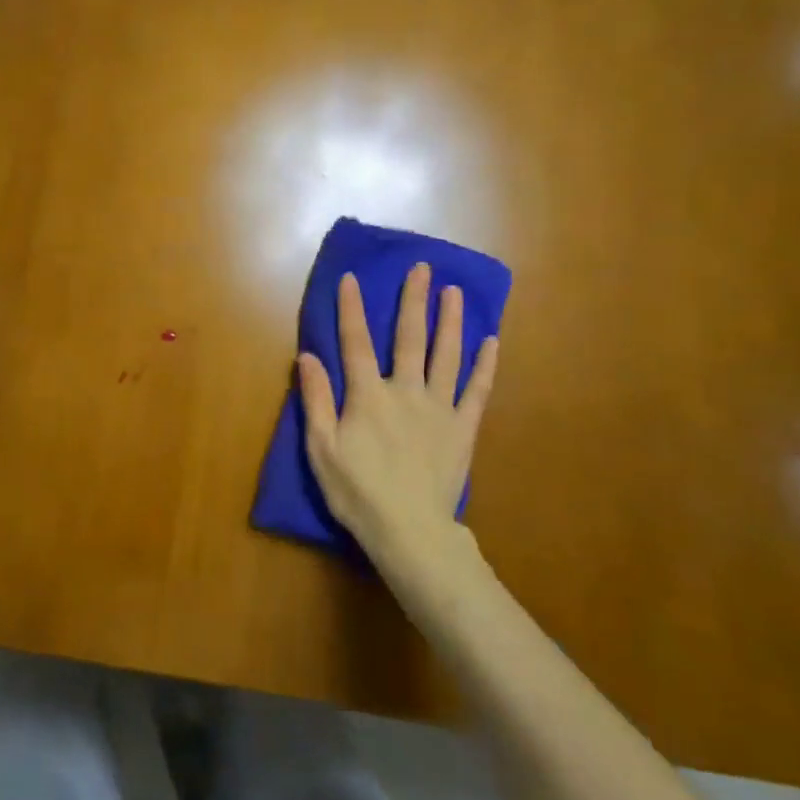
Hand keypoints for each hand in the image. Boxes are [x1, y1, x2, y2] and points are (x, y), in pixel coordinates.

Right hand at [297, 264, 498, 613]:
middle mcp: (405, 391)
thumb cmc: (358, 492)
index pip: (356, 343)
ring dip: (450, 321)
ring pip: (446, 355)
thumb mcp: (321, 449)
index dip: (352, 309)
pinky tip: (491, 342)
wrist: (409, 531)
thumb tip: (308, 356)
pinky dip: (485, 365)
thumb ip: (315, 400)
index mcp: (368, 396)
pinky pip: (477, 391)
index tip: (352, 278)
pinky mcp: (463, 428)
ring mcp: (439, 408)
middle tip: (422, 268)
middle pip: (409, 338)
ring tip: (455, 292)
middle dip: (414, 300)